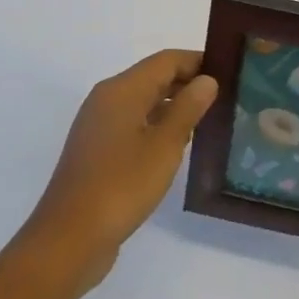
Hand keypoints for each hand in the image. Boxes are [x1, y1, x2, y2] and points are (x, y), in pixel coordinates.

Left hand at [22, 50, 216, 287]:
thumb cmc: (121, 185)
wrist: (69, 239)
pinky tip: (179, 145)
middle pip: (153, 77)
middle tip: (226, 97)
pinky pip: (134, 124)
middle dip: (188, 83)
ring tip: (210, 120)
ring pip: (144, 102)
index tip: (229, 72)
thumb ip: (187, 109)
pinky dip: (157, 125)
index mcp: (122, 90)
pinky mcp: (97, 150)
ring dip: (174, 106)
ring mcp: (99, 125)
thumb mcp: (164, 145)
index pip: (166, 60)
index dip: (198, 62)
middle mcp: (107, 99)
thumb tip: (206, 80)